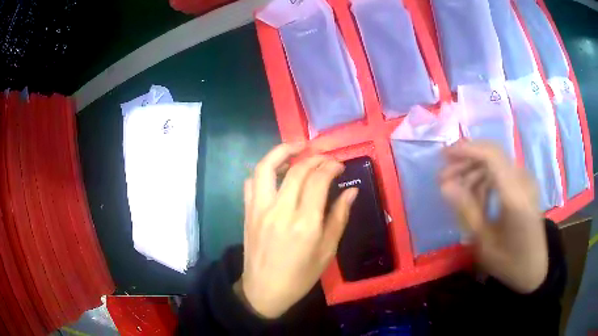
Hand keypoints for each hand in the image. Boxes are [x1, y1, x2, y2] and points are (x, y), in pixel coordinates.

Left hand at [235, 143, 357, 317]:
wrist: (264, 291)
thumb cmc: (300, 276)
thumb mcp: (327, 251)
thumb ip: (339, 218)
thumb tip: (351, 192)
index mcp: (305, 223)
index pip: (318, 180)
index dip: (330, 166)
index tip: (339, 164)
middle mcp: (280, 211)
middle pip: (296, 169)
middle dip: (313, 156)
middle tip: (324, 156)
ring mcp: (259, 209)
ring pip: (266, 167)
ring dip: (282, 151)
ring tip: (297, 147)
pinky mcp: (247, 212)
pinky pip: (251, 182)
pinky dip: (263, 170)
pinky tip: (276, 171)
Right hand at [439, 142, 547, 293]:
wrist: (534, 268)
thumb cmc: (509, 261)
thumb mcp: (484, 242)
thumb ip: (466, 210)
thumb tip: (445, 185)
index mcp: (515, 196)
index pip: (491, 156)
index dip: (466, 149)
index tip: (443, 155)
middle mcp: (523, 181)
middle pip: (492, 154)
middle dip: (466, 160)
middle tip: (444, 177)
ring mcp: (526, 181)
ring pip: (496, 162)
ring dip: (474, 170)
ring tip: (457, 190)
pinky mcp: (525, 185)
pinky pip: (502, 172)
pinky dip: (486, 178)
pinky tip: (476, 196)